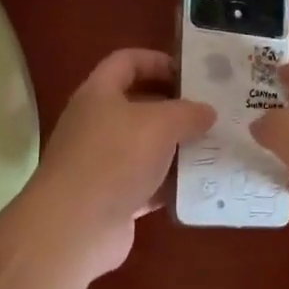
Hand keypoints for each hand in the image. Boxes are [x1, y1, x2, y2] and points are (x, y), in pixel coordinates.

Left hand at [22, 48, 214, 278]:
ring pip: (145, 146)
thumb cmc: (115, 159)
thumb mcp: (159, 124)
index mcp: (99, 94)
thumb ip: (187, 113)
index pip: (127, 61)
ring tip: (213, 147)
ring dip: (176, 147)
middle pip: (138, 104)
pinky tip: (199, 185)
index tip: (191, 73)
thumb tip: (206, 112)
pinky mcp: (111, 198)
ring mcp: (102, 163)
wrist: (74, 228)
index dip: (157, 60)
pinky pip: (147, 183)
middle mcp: (96, 123)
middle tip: (210, 112)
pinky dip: (169, 183)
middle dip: (174, 107)